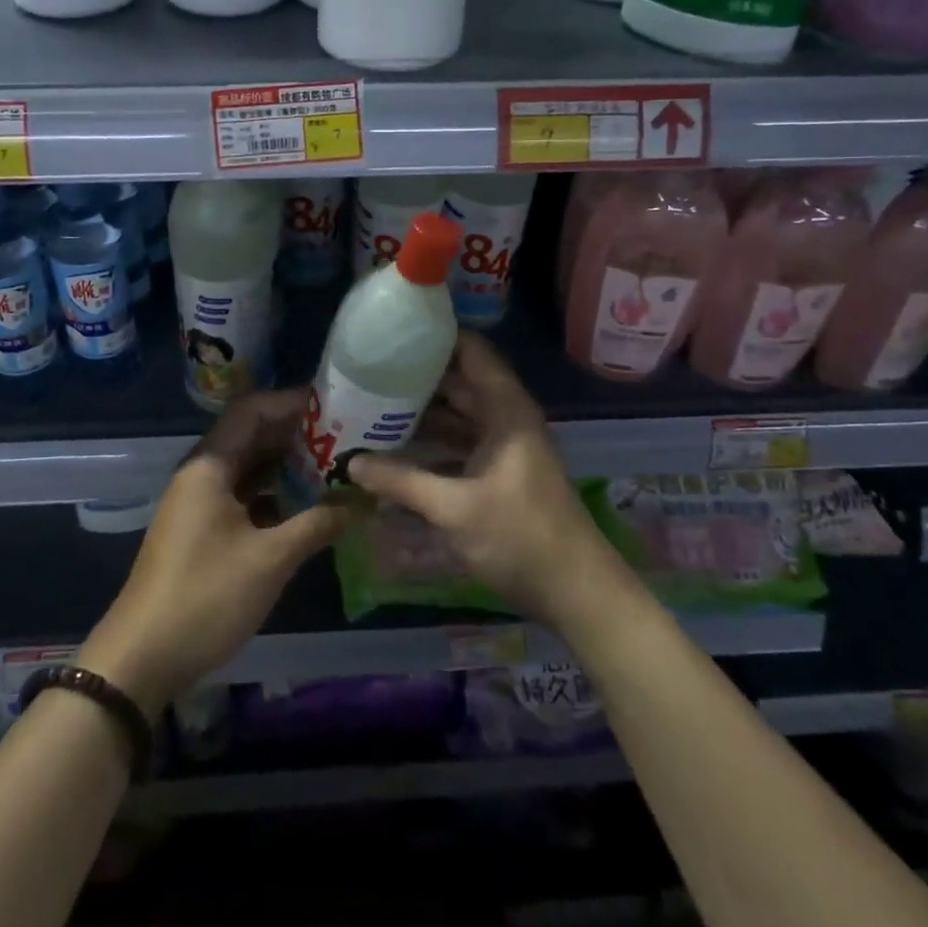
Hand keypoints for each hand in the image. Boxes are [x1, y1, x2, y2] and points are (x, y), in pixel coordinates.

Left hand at [79, 390, 356, 714]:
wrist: (141, 657)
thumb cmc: (205, 596)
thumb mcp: (270, 559)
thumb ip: (319, 523)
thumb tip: (365, 501)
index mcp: (209, 465)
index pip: (252, 410)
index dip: (292, 402)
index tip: (334, 405)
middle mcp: (202, 474)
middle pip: (251, 436)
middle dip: (296, 433)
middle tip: (344, 436)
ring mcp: (199, 503)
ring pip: (248, 468)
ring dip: (286, 465)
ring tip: (334, 466)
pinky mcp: (201, 530)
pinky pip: (242, 496)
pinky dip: (273, 494)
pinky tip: (305, 506)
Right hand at [350, 333, 620, 626]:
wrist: (576, 593)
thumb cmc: (520, 537)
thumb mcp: (454, 508)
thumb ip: (401, 481)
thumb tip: (351, 462)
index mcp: (504, 409)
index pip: (470, 350)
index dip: (434, 336)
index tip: (390, 333)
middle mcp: (505, 418)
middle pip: (458, 381)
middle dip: (416, 377)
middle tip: (366, 373)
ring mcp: (503, 446)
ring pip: (457, 415)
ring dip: (421, 413)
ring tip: (371, 406)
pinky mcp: (499, 472)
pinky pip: (460, 443)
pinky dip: (432, 443)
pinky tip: (395, 451)